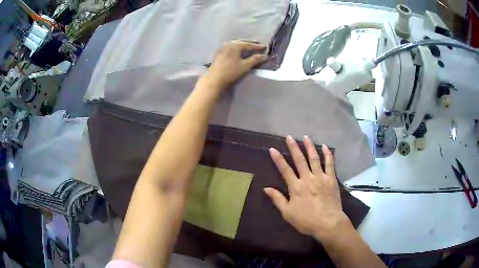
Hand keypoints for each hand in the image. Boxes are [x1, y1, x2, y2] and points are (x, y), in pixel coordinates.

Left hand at [204, 40, 267, 88]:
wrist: (215, 79)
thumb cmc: (231, 72)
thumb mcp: (245, 66)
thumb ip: (255, 59)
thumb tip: (265, 56)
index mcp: (235, 45)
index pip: (248, 44)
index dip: (257, 46)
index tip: (264, 47)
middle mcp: (228, 44)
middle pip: (241, 42)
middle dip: (250, 43)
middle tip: (257, 44)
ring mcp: (222, 48)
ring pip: (234, 44)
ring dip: (242, 45)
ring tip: (248, 46)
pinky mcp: (218, 53)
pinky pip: (229, 47)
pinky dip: (236, 48)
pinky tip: (237, 51)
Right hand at [264, 135, 350, 239]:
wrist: (327, 223)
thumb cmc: (306, 220)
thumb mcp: (287, 213)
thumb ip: (277, 199)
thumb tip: (266, 188)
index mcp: (296, 187)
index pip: (285, 170)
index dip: (278, 159)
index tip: (272, 149)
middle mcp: (307, 178)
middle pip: (299, 160)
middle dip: (293, 147)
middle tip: (289, 136)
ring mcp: (321, 177)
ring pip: (314, 159)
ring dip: (309, 147)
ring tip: (306, 137)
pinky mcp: (331, 179)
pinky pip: (329, 164)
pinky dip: (327, 154)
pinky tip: (325, 147)